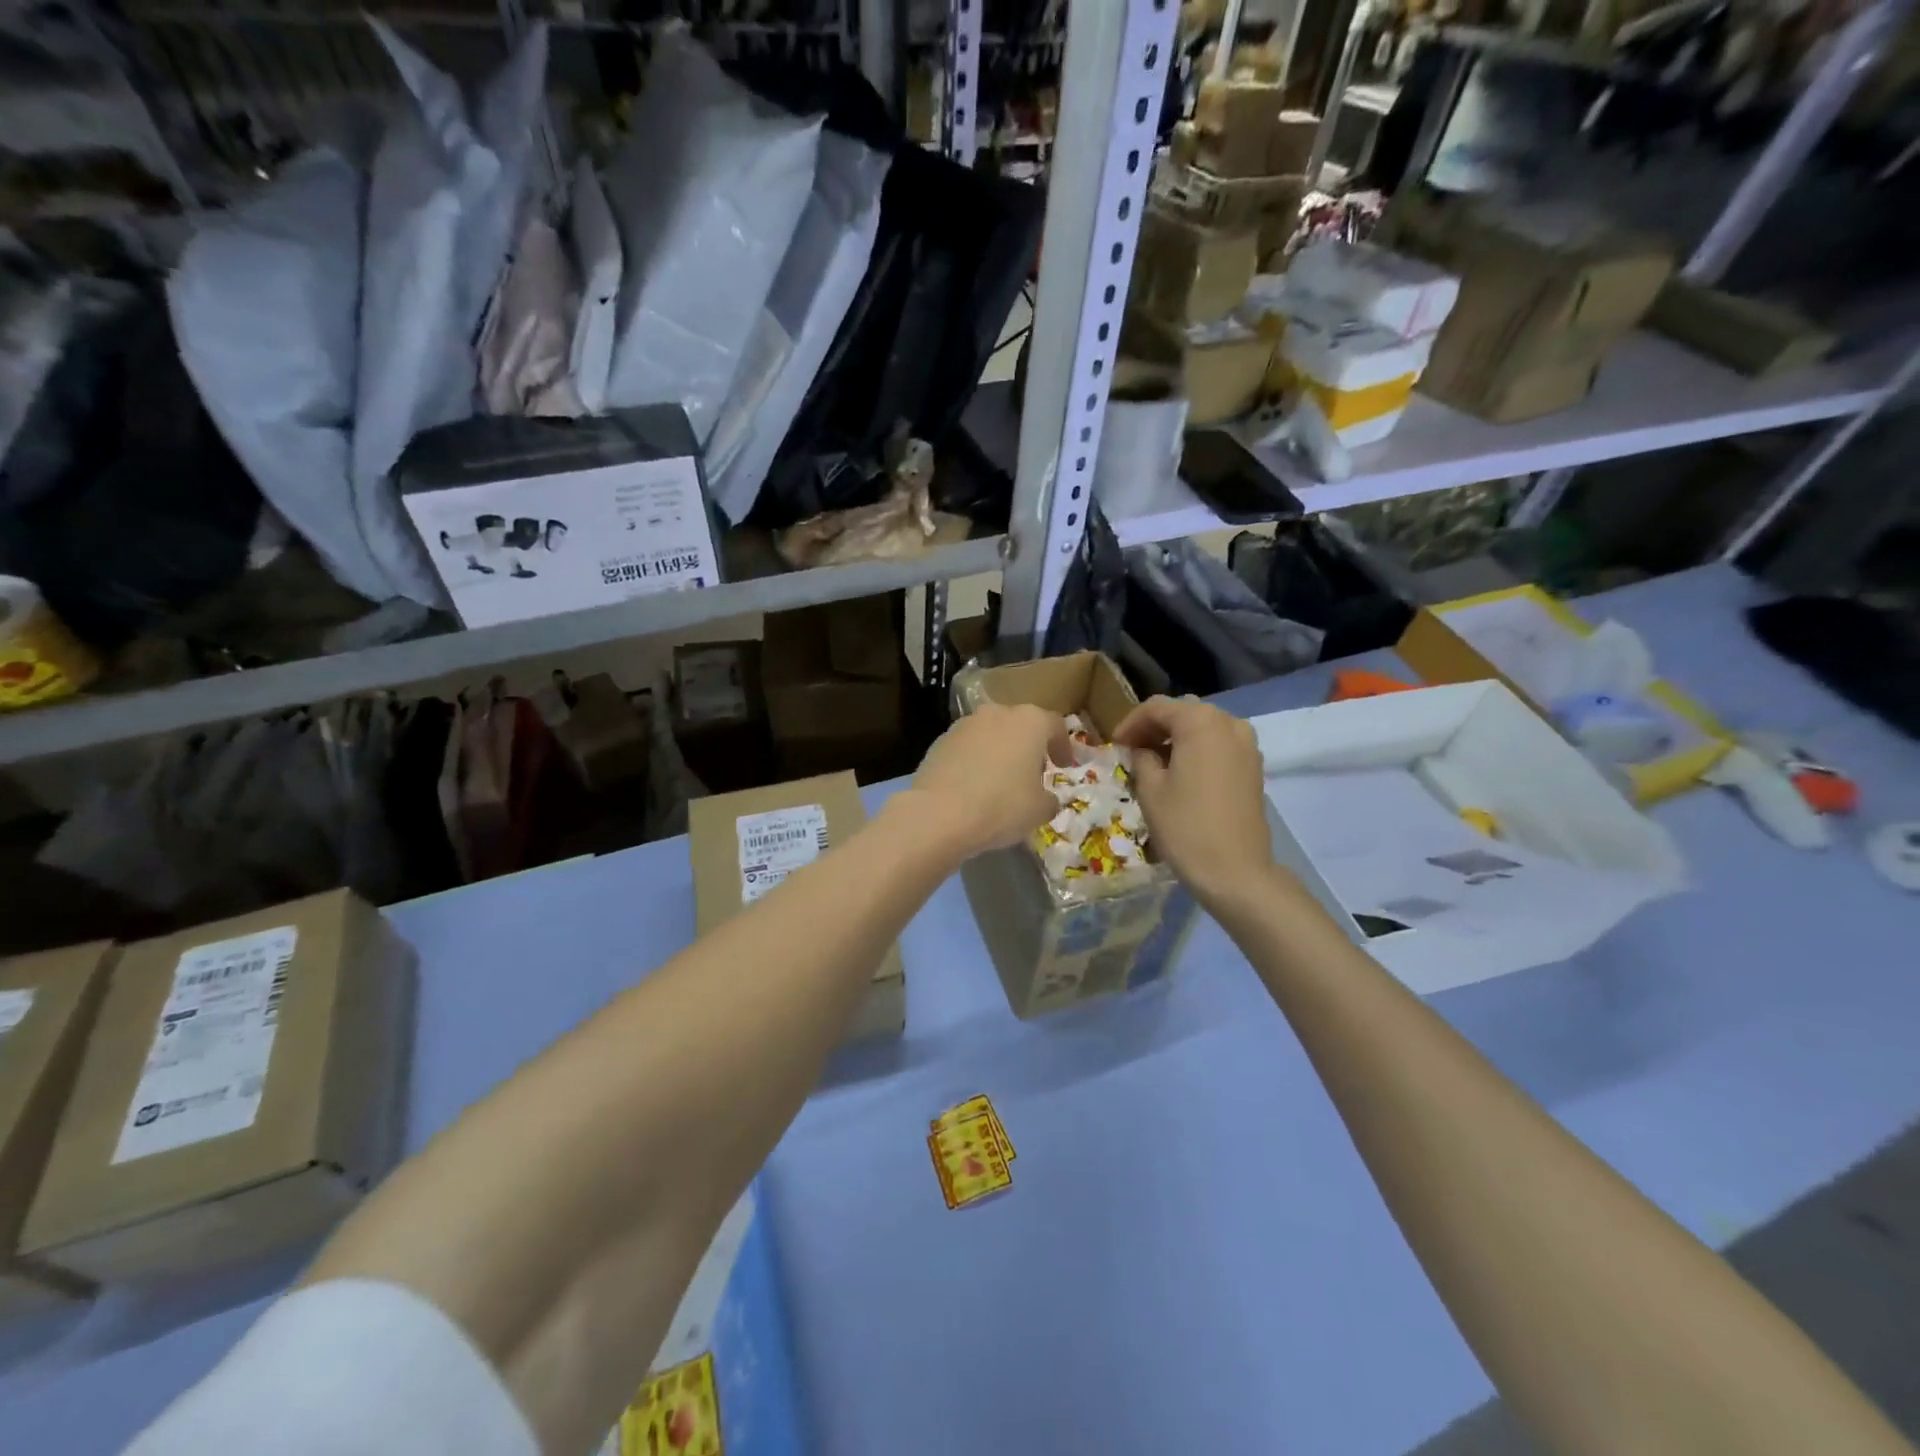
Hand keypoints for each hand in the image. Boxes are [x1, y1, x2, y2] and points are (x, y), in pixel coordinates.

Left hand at [908, 703, 1072, 858]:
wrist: (939, 814)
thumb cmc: (1002, 806)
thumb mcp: (1040, 810)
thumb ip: (1049, 799)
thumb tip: (1046, 799)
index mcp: (1029, 721)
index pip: (1055, 725)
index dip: (1063, 746)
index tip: (1065, 766)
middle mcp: (997, 713)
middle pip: (1020, 725)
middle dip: (1029, 747)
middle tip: (1033, 774)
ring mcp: (964, 724)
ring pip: (991, 734)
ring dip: (1000, 752)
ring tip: (1001, 781)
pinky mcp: (939, 741)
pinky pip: (967, 748)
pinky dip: (975, 761)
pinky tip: (974, 787)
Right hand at [1113, 696, 1273, 909]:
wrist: (1235, 871)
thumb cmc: (1185, 826)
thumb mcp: (1150, 789)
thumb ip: (1141, 758)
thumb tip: (1142, 751)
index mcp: (1200, 721)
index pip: (1157, 707)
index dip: (1131, 723)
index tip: (1114, 745)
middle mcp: (1229, 723)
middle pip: (1183, 713)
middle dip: (1155, 728)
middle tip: (1131, 751)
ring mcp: (1247, 745)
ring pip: (1204, 728)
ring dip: (1177, 739)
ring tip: (1155, 763)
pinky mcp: (1254, 767)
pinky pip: (1220, 745)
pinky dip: (1198, 751)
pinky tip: (1181, 774)